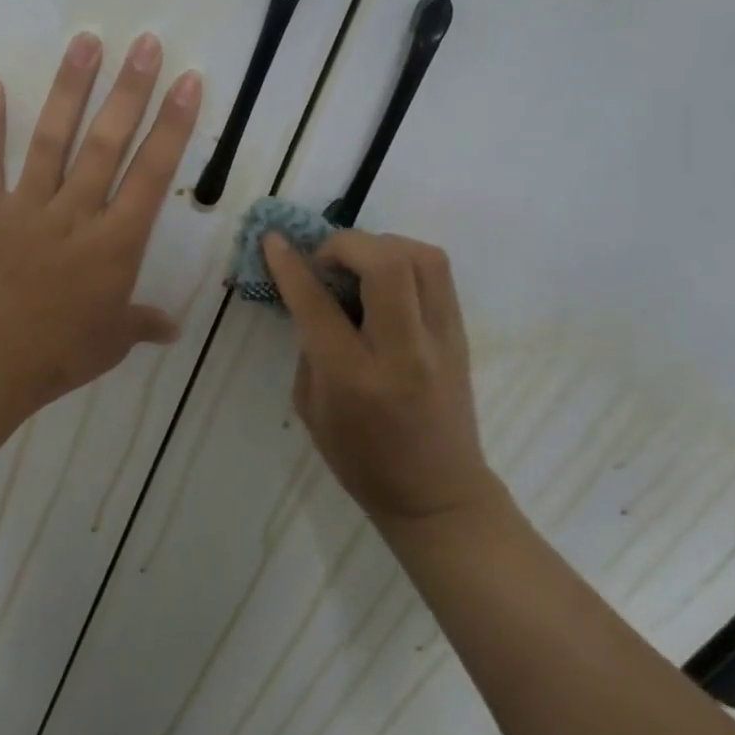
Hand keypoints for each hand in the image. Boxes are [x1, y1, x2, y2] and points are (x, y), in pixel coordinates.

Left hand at [0, 32, 202, 418]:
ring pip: (54, 139)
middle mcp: (75, 214)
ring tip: (87, 42)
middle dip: (131, 91)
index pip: (153, 174)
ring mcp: (27, 208)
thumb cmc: (56, 357)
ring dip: (71, 89)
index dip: (173, 126)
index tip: (187, 82)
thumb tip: (172, 326)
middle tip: (147, 44)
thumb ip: (143, 323)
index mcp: (115, 244)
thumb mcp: (112, 342)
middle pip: (109, 143)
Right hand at [262, 230, 498, 531]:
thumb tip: (310, 295)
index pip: (318, 303)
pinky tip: (383, 280)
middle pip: (385, 263)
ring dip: (380, 245)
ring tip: (357, 265)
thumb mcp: (312, 409)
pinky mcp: (460, 334)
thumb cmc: (362, 461)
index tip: (273, 240)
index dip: (290, 265)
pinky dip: (404, 259)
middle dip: (345, 244)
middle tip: (324, 260)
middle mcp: (403, 351)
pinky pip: (436, 273)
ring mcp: (440, 339)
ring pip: (421, 257)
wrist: (438, 495)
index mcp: (354, 378)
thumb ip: (309, 346)